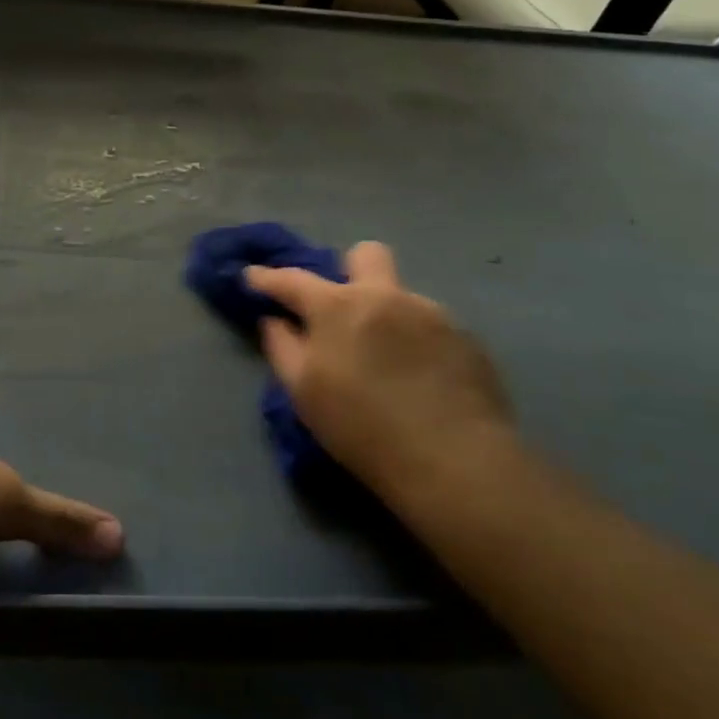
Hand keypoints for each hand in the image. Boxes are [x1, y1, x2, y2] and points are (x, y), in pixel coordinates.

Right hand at [245, 241, 514, 504]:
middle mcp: (386, 296)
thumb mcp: (304, 393)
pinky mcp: (466, 339)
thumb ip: (282, 347)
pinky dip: (416, 342)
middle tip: (342, 308)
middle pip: (366, 255)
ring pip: (400, 297)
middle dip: (348, 269)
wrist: (454, 463)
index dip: (267, 277)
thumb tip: (273, 320)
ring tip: (387, 361)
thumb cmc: (363, 429)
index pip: (292, 279)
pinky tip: (420, 379)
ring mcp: (432, 313)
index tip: (252, 277)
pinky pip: (430, 327)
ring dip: (385, 316)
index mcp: (339, 306)